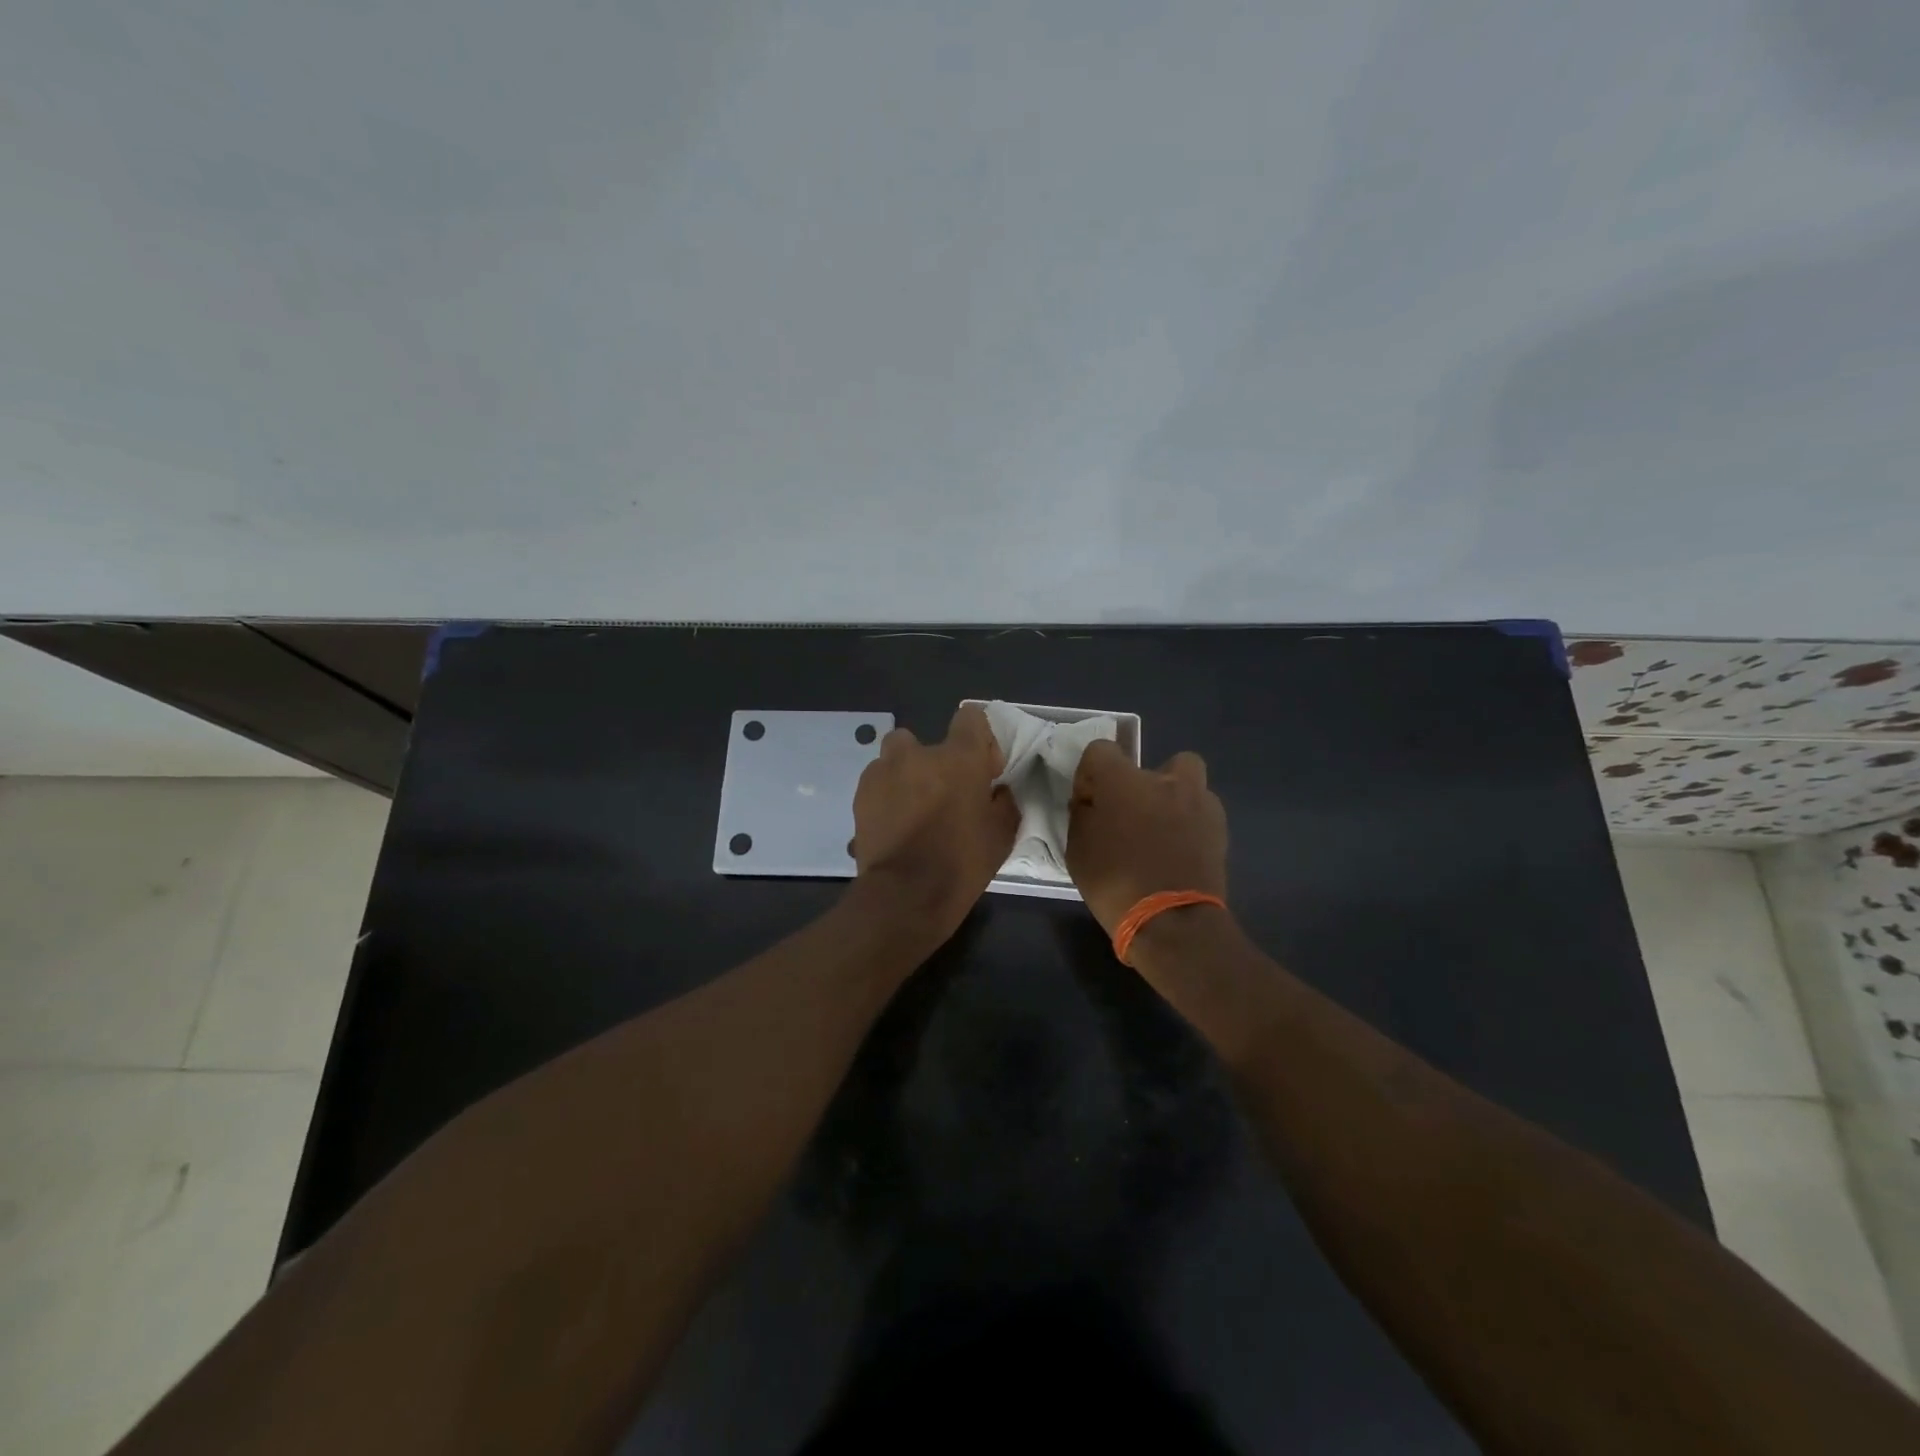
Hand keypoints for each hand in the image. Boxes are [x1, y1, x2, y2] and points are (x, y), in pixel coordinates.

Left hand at [850, 704, 1018, 940]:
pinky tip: (893, 822)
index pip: (971, 717)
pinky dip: (886, 794)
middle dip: (933, 761)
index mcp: (960, 758)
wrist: (905, 894)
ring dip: (905, 774)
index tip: (982, 768)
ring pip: (895, 757)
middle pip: (925, 740)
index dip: (978, 739)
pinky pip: (877, 781)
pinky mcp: (861, 793)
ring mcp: (884, 770)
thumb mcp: (1002, 835)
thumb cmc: (961, 863)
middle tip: (942, 794)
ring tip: (912, 807)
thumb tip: (997, 790)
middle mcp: (919, 753)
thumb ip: (1003, 802)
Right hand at [1066, 741, 1228, 936]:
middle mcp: (1163, 780)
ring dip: (1173, 797)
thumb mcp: (1077, 850)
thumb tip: (1091, 801)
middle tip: (1131, 815)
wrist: (1172, 922)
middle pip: (1150, 764)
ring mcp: (1197, 801)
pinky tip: (1180, 849)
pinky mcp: (1219, 827)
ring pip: (1186, 780)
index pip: (1101, 750)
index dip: (1091, 774)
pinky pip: (1202, 810)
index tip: (1089, 803)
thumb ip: (1083, 814)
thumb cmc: (1114, 883)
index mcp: (1122, 780)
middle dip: (1140, 783)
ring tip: (1162, 831)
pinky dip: (1191, 822)